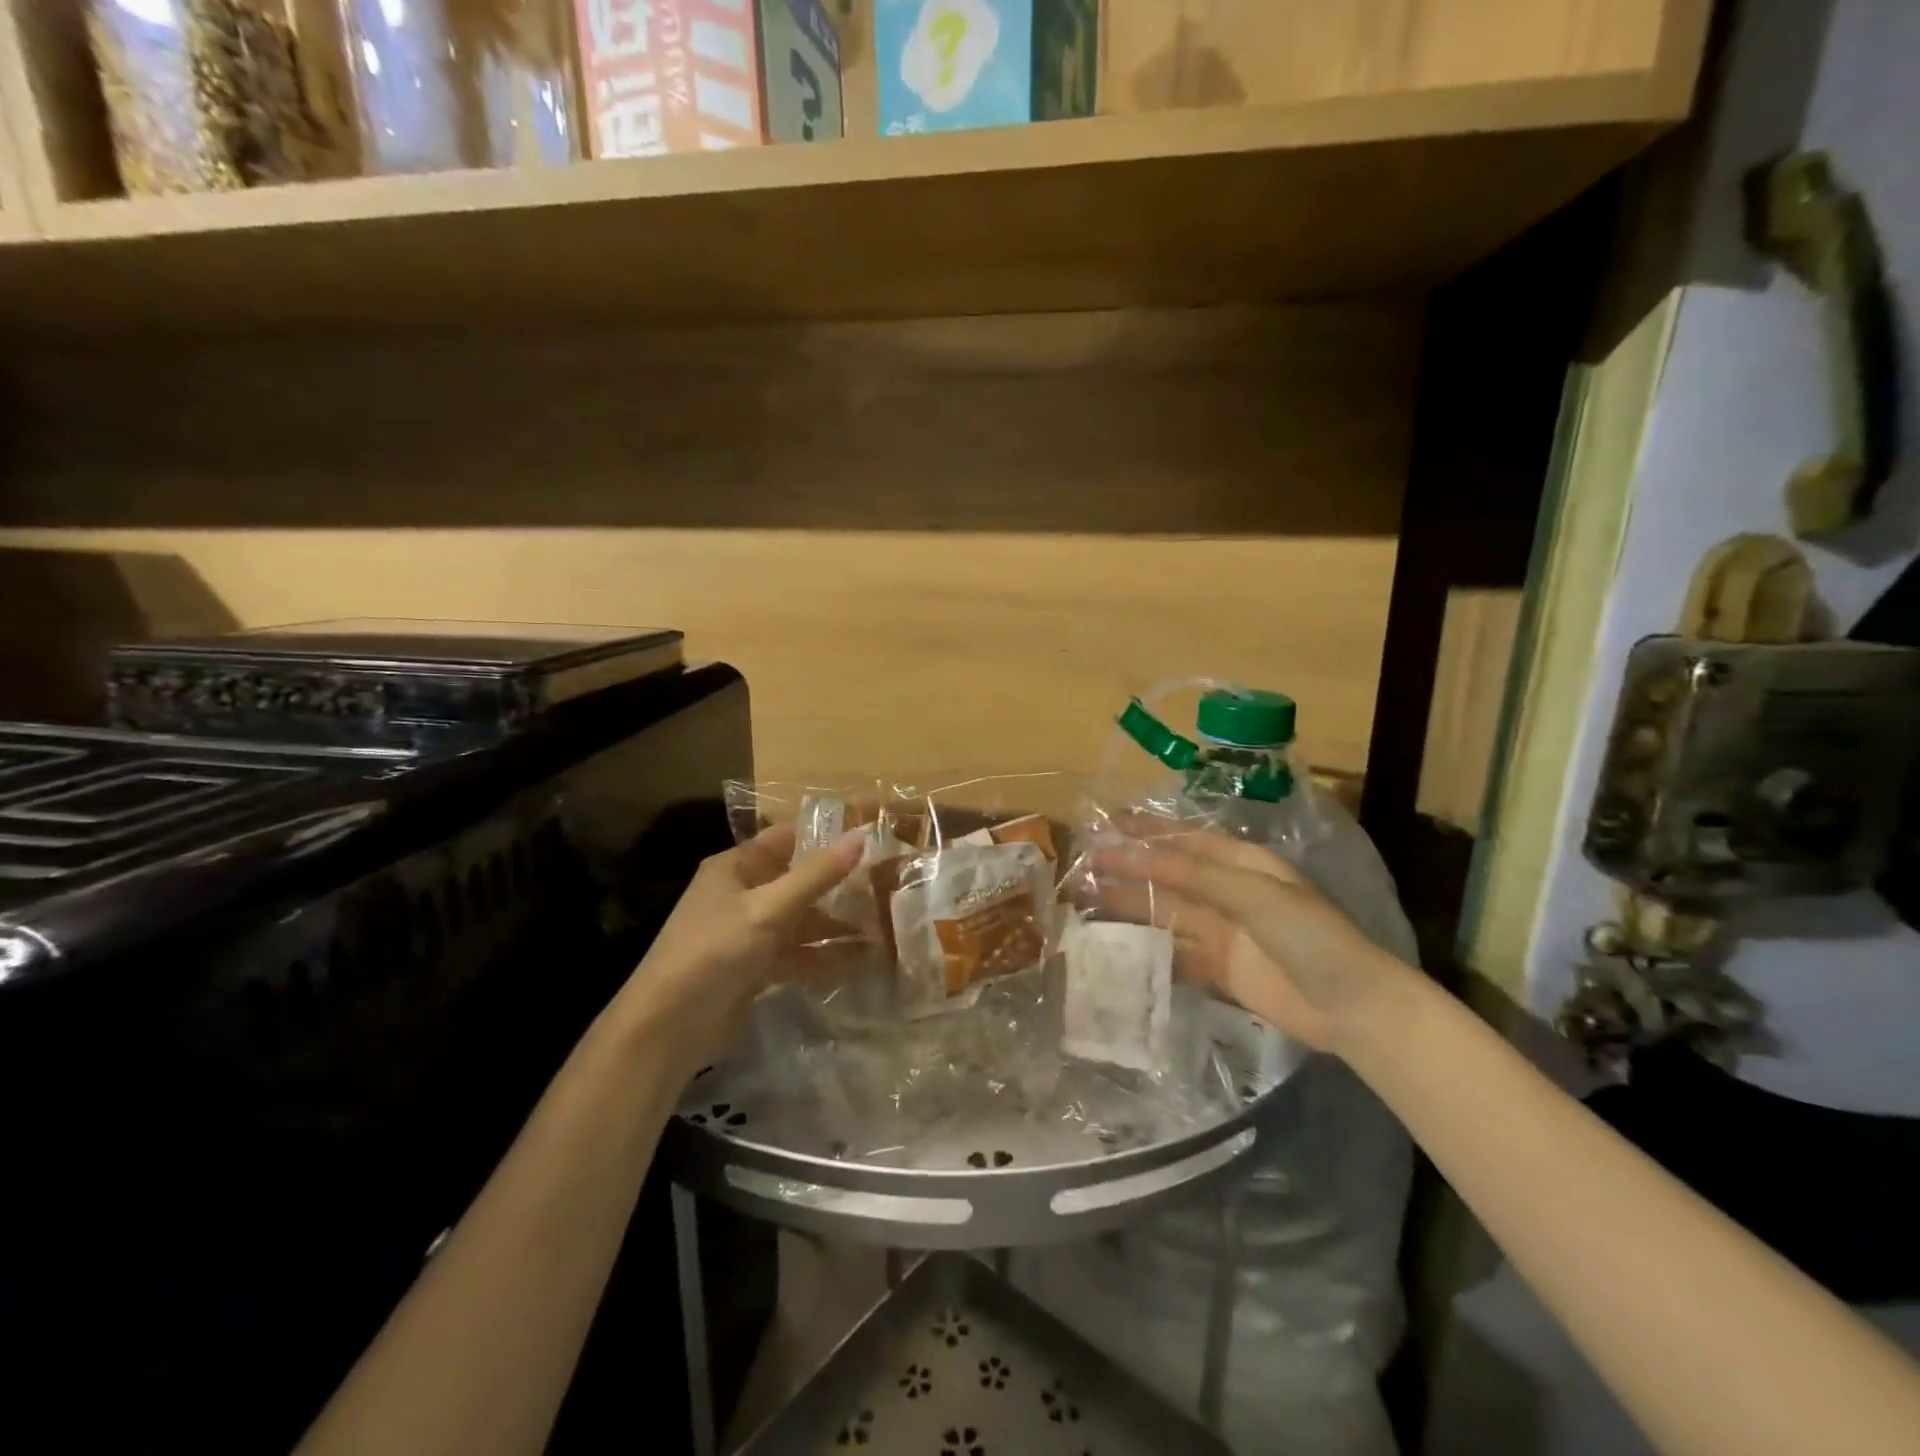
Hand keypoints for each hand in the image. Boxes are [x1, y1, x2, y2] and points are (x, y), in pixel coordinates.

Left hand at [613, 824, 863, 1079]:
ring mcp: (748, 933)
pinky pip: (796, 954)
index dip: (825, 834)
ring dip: (835, 924)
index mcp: (735, 867)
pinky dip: (823, 955)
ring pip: (800, 920)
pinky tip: (859, 959)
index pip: (786, 838)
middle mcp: (741, 894)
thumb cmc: (714, 951)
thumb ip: (816, 876)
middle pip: (797, 881)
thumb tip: (861, 838)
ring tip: (882, 925)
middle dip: (838, 884)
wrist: (668, 1027)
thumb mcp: (769, 908)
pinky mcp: (754, 969)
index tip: (870, 832)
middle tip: (887, 881)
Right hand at [1089, 827, 1415, 1052]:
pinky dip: (1145, 952)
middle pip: (1166, 878)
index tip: (1103, 826)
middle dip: (1125, 871)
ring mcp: (1221, 934)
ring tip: (1085, 904)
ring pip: (1164, 914)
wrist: (1351, 1006)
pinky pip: (1173, 954)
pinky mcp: (1218, 971)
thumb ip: (1194, 874)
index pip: (1181, 841)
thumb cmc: (1307, 935)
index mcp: (1239, 864)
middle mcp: (1226, 893)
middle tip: (1081, 869)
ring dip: (1128, 908)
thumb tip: (1138, 854)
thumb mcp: (1253, 893)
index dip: (1142, 832)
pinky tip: (1114, 950)